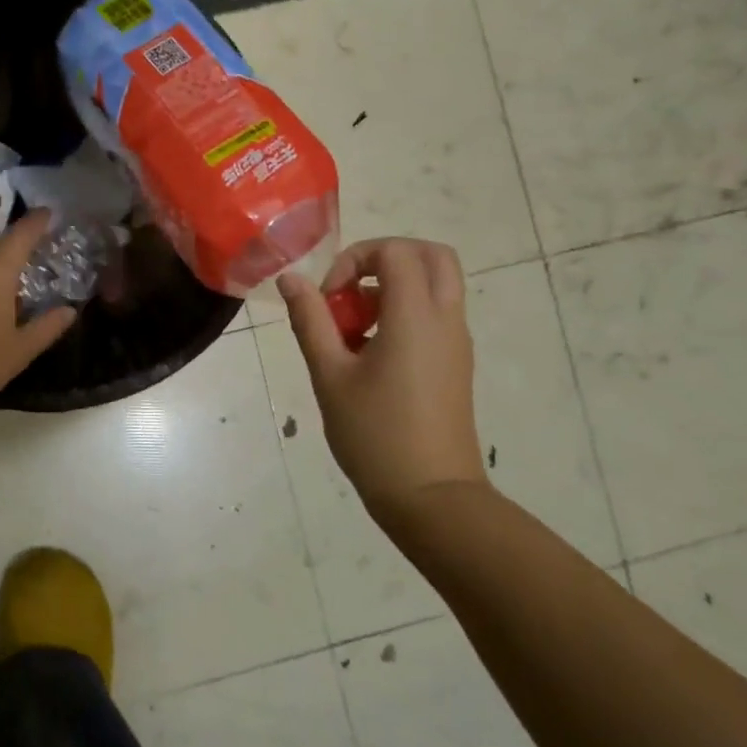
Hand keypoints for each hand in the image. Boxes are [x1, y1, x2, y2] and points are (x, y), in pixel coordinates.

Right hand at [278, 237, 486, 526]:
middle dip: (386, 258)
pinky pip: (435, 314)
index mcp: (415, 316)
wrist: (431, 496)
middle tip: (350, 288)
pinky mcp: (455, 363)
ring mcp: (456, 342)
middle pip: (432, 255)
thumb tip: (291, 279)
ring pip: (436, 284)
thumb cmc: (374, 434)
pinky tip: (369, 353)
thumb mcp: (329, 375)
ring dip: (393, 287)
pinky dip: (404, 312)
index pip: (396, 251)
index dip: (356, 258)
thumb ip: (310, 320)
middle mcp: (445, 320)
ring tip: (353, 327)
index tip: (329, 296)